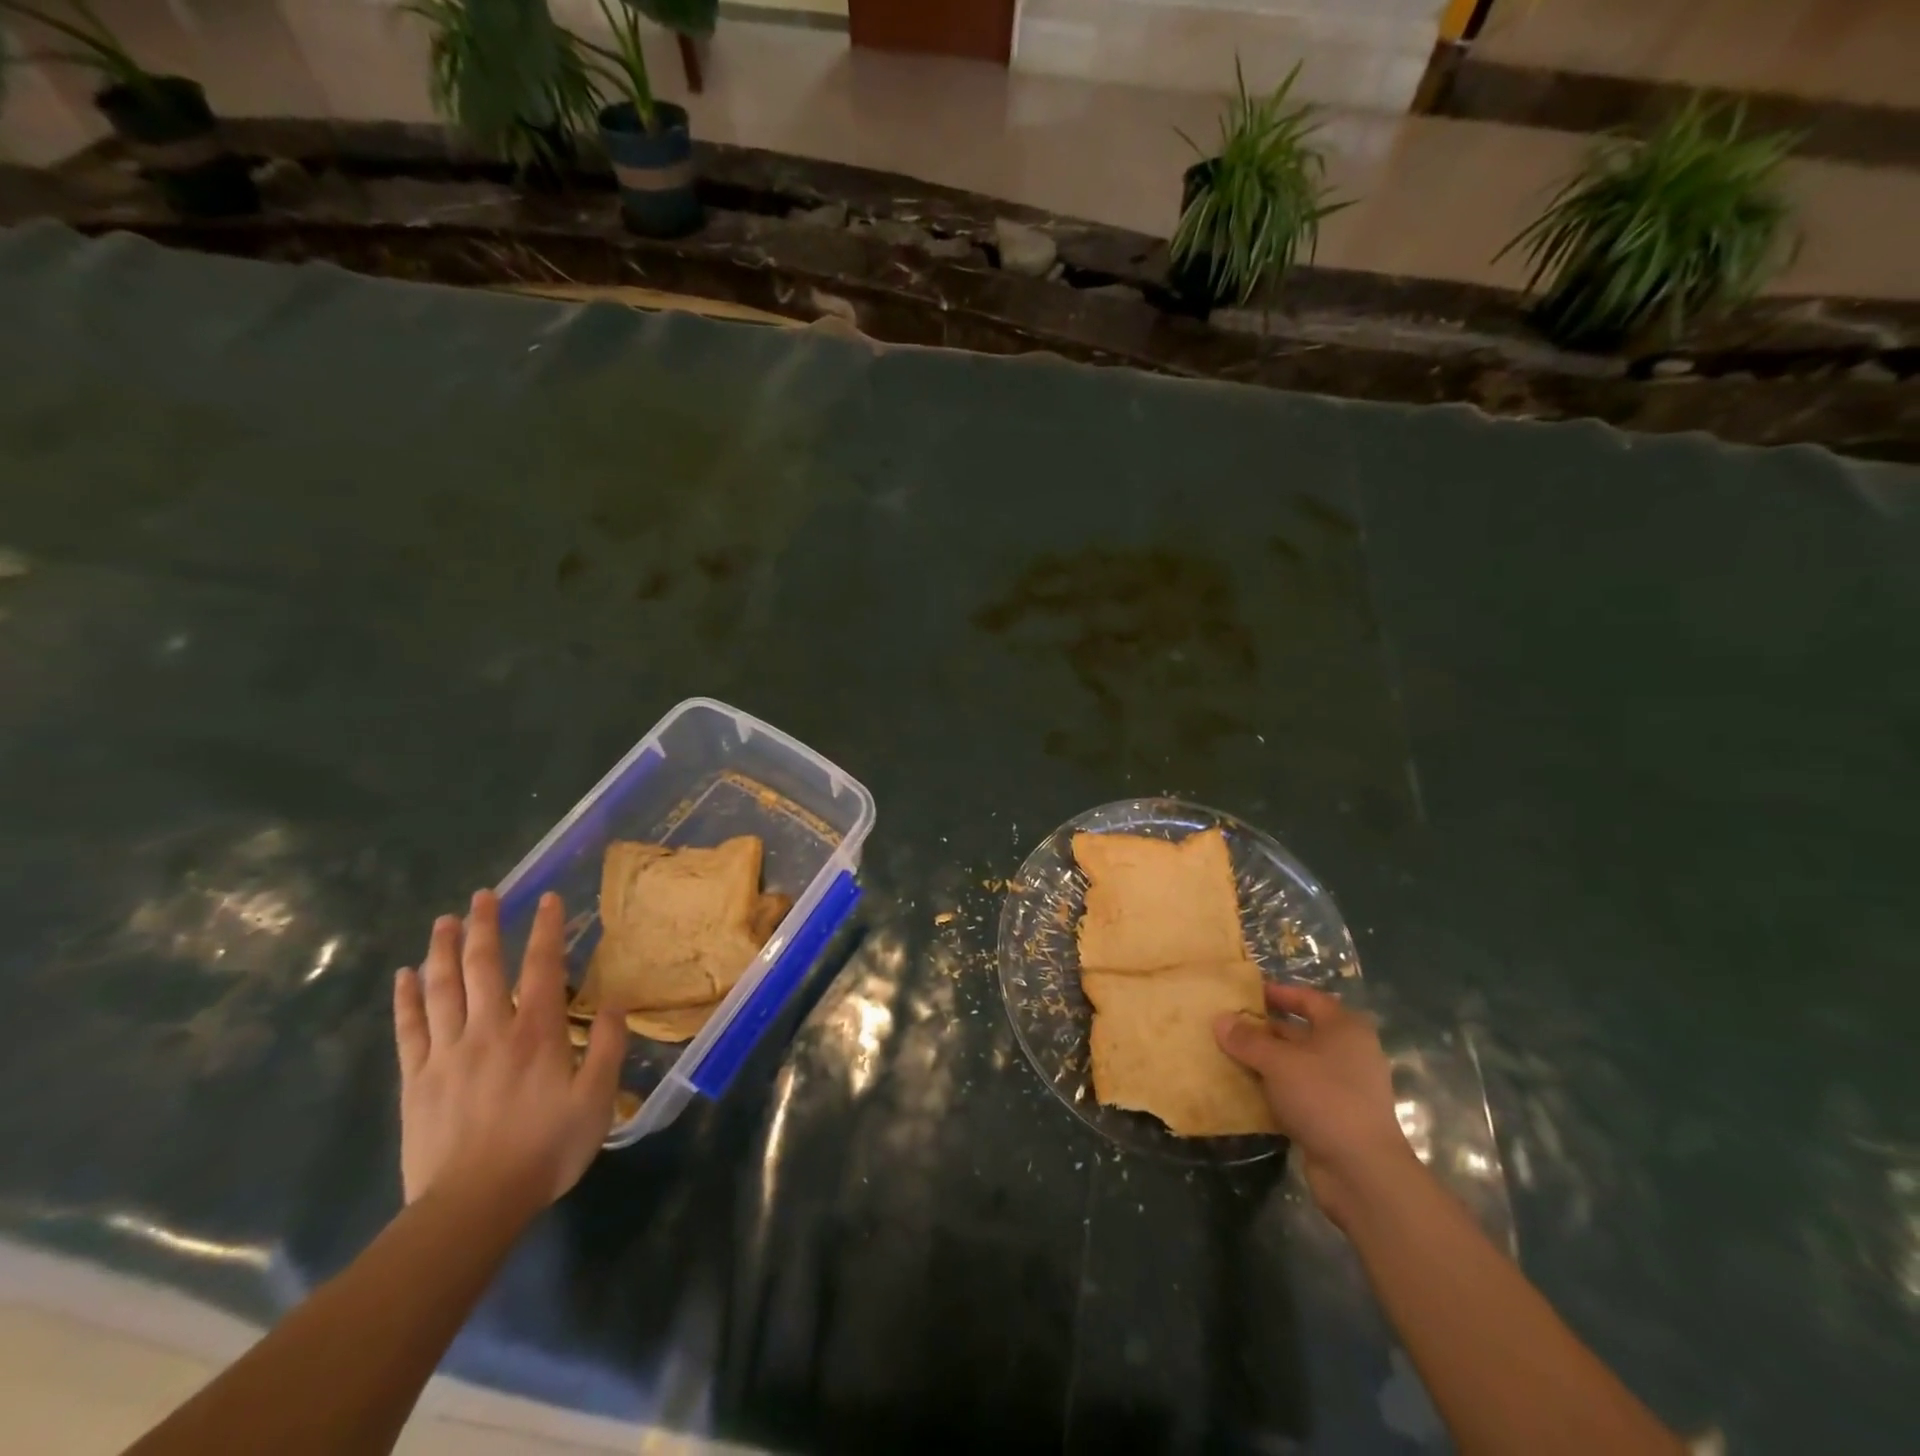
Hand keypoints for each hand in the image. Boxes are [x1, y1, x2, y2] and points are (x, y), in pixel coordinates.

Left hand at [393, 890, 626, 1214]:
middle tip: (483, 895)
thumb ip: (608, 1047)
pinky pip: (409, 1028)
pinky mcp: (416, 1079)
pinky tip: (404, 976)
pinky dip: (406, 998)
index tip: (547, 898)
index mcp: (536, 1032)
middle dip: (484, 926)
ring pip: (441, 988)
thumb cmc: (544, 1149)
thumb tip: (615, 1003)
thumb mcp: (596, 1100)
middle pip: (482, 966)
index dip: (546, 929)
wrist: (471, 1207)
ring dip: (442, 950)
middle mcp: (490, 1029)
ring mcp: (447, 1052)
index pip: (542, 966)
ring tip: (444, 920)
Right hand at [1215, 984, 1416, 1228]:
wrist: (1362, 1172)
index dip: (1277, 993)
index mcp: (1344, 1029)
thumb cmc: (1324, 1098)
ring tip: (1227, 1055)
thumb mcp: (1278, 1062)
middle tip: (1227, 1026)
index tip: (1245, 993)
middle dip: (1264, 1030)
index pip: (1308, 998)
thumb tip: (1220, 1019)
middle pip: (1300, 1032)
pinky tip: (1244, 1090)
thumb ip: (1247, 1039)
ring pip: (1296, 1065)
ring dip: (1265, 1061)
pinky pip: (1297, 1093)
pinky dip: (1274, 1089)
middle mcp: (1348, 1053)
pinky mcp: (1334, 1118)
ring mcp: (1343, 1088)